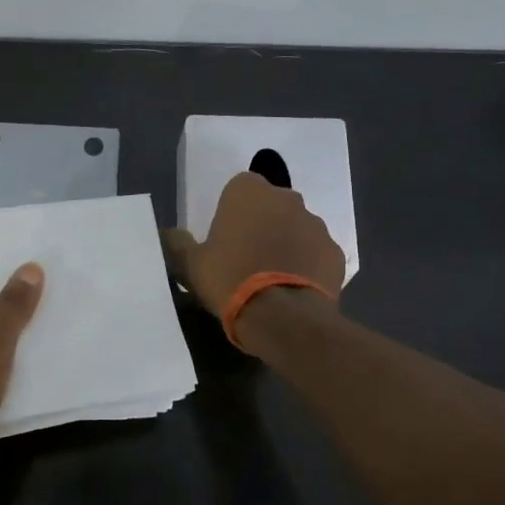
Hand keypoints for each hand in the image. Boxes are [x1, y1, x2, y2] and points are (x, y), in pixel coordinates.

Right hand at [165, 171, 344, 317]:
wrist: (282, 316)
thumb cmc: (229, 279)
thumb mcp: (190, 264)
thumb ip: (177, 243)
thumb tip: (169, 234)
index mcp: (249, 192)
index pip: (239, 187)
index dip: (232, 211)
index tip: (225, 236)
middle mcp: (286, 198)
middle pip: (271, 205)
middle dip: (262, 223)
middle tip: (246, 256)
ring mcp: (316, 224)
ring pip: (296, 227)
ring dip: (285, 243)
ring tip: (271, 276)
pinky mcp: (335, 252)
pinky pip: (316, 253)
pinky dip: (307, 265)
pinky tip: (293, 289)